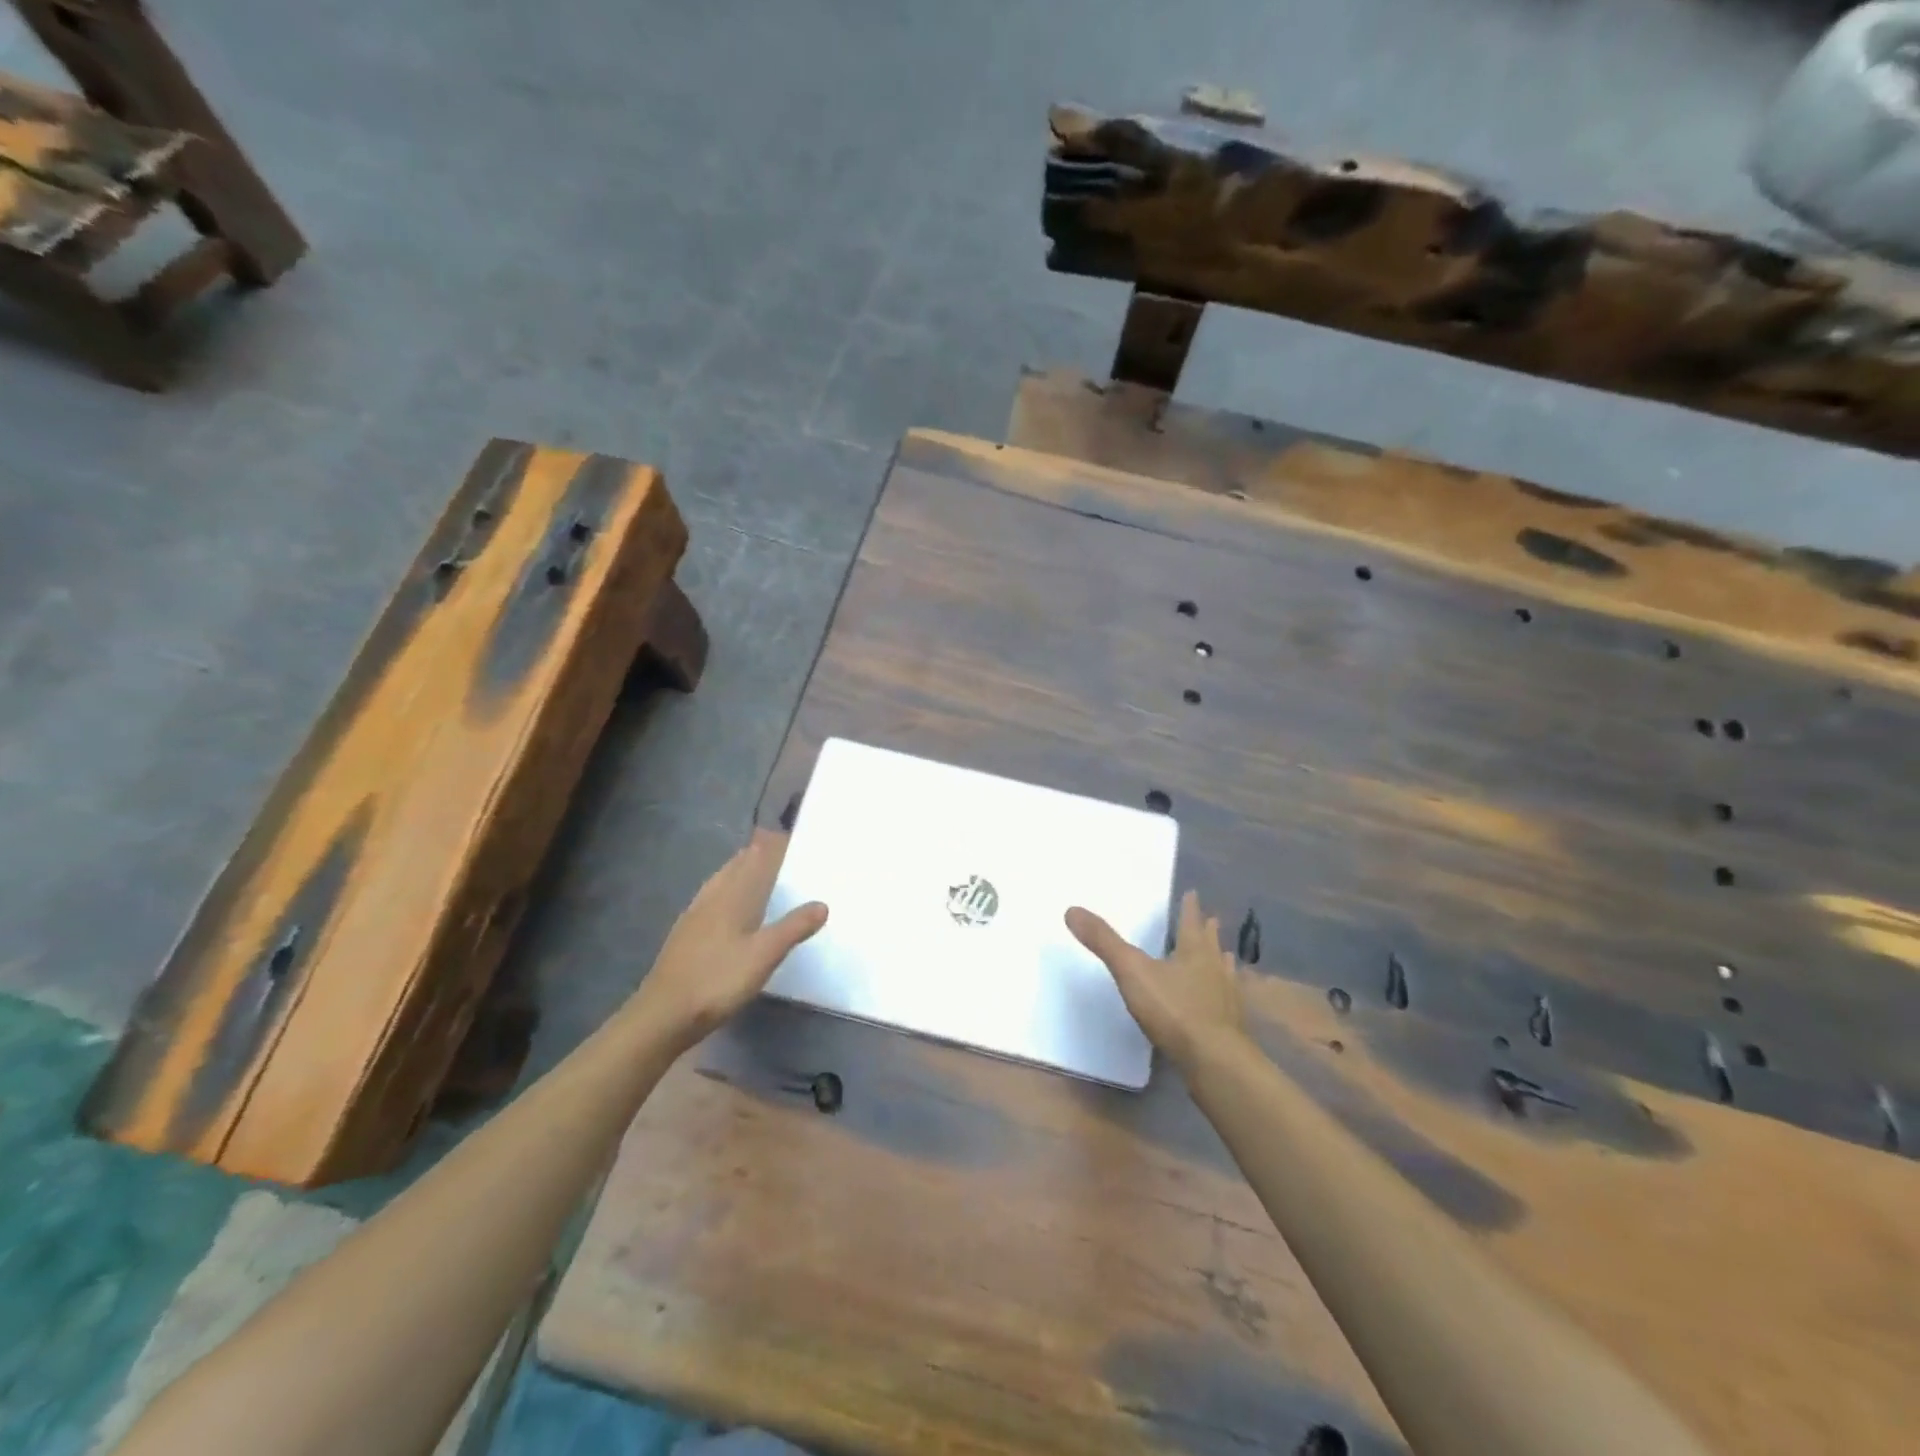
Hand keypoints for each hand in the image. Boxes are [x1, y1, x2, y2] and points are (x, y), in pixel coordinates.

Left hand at [630, 829, 827, 1053]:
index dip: (772, 845)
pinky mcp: (685, 934)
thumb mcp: (764, 955)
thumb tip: (822, 904)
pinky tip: (728, 907)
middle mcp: (712, 897)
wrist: (663, 1014)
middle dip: (756, 854)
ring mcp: (694, 915)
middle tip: (779, 850)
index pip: (755, 858)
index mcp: (732, 896)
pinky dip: (727, 891)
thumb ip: (794, 927)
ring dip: (740, 870)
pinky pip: (711, 899)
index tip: (791, 836)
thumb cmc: (718, 980)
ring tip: (757, 871)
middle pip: (735, 866)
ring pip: (721, 881)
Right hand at [1066, 890, 1246, 1071]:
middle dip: (1209, 932)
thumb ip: (1104, 942)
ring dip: (1222, 962)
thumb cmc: (1174, 1010)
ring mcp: (1228, 999)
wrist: (1215, 1061)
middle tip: (1212, 920)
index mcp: (1194, 951)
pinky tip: (1222, 1002)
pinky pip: (1229, 1002)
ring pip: (1225, 972)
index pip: (1191, 922)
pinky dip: (1224, 995)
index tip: (1193, 893)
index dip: (1190, 908)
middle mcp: (1216, 968)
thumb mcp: (1132, 971)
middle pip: (1212, 944)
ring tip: (1225, 955)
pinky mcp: (1232, 1028)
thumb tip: (1071, 909)